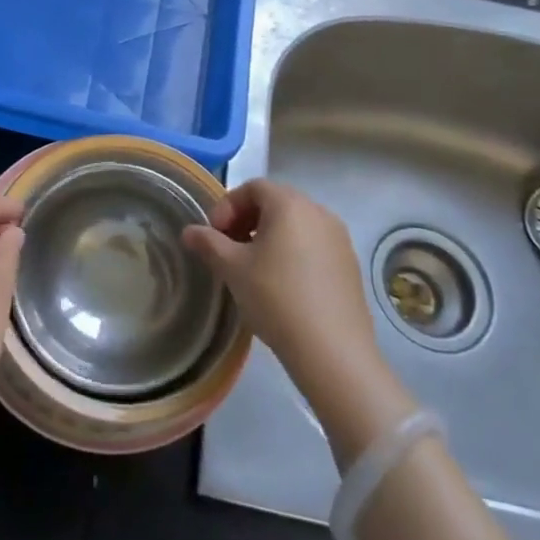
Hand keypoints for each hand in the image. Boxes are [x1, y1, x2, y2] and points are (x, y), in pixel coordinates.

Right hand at [183, 180, 416, 459]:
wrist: (333, 352)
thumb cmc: (276, 298)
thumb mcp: (233, 269)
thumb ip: (208, 244)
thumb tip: (189, 231)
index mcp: (290, 204)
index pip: (253, 187)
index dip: (227, 206)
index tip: (214, 235)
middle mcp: (319, 212)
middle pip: (275, 203)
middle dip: (247, 220)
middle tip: (229, 249)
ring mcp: (339, 238)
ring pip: (296, 225)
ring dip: (269, 236)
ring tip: (253, 269)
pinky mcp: (350, 265)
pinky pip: (314, 245)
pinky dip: (293, 252)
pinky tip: (282, 285)